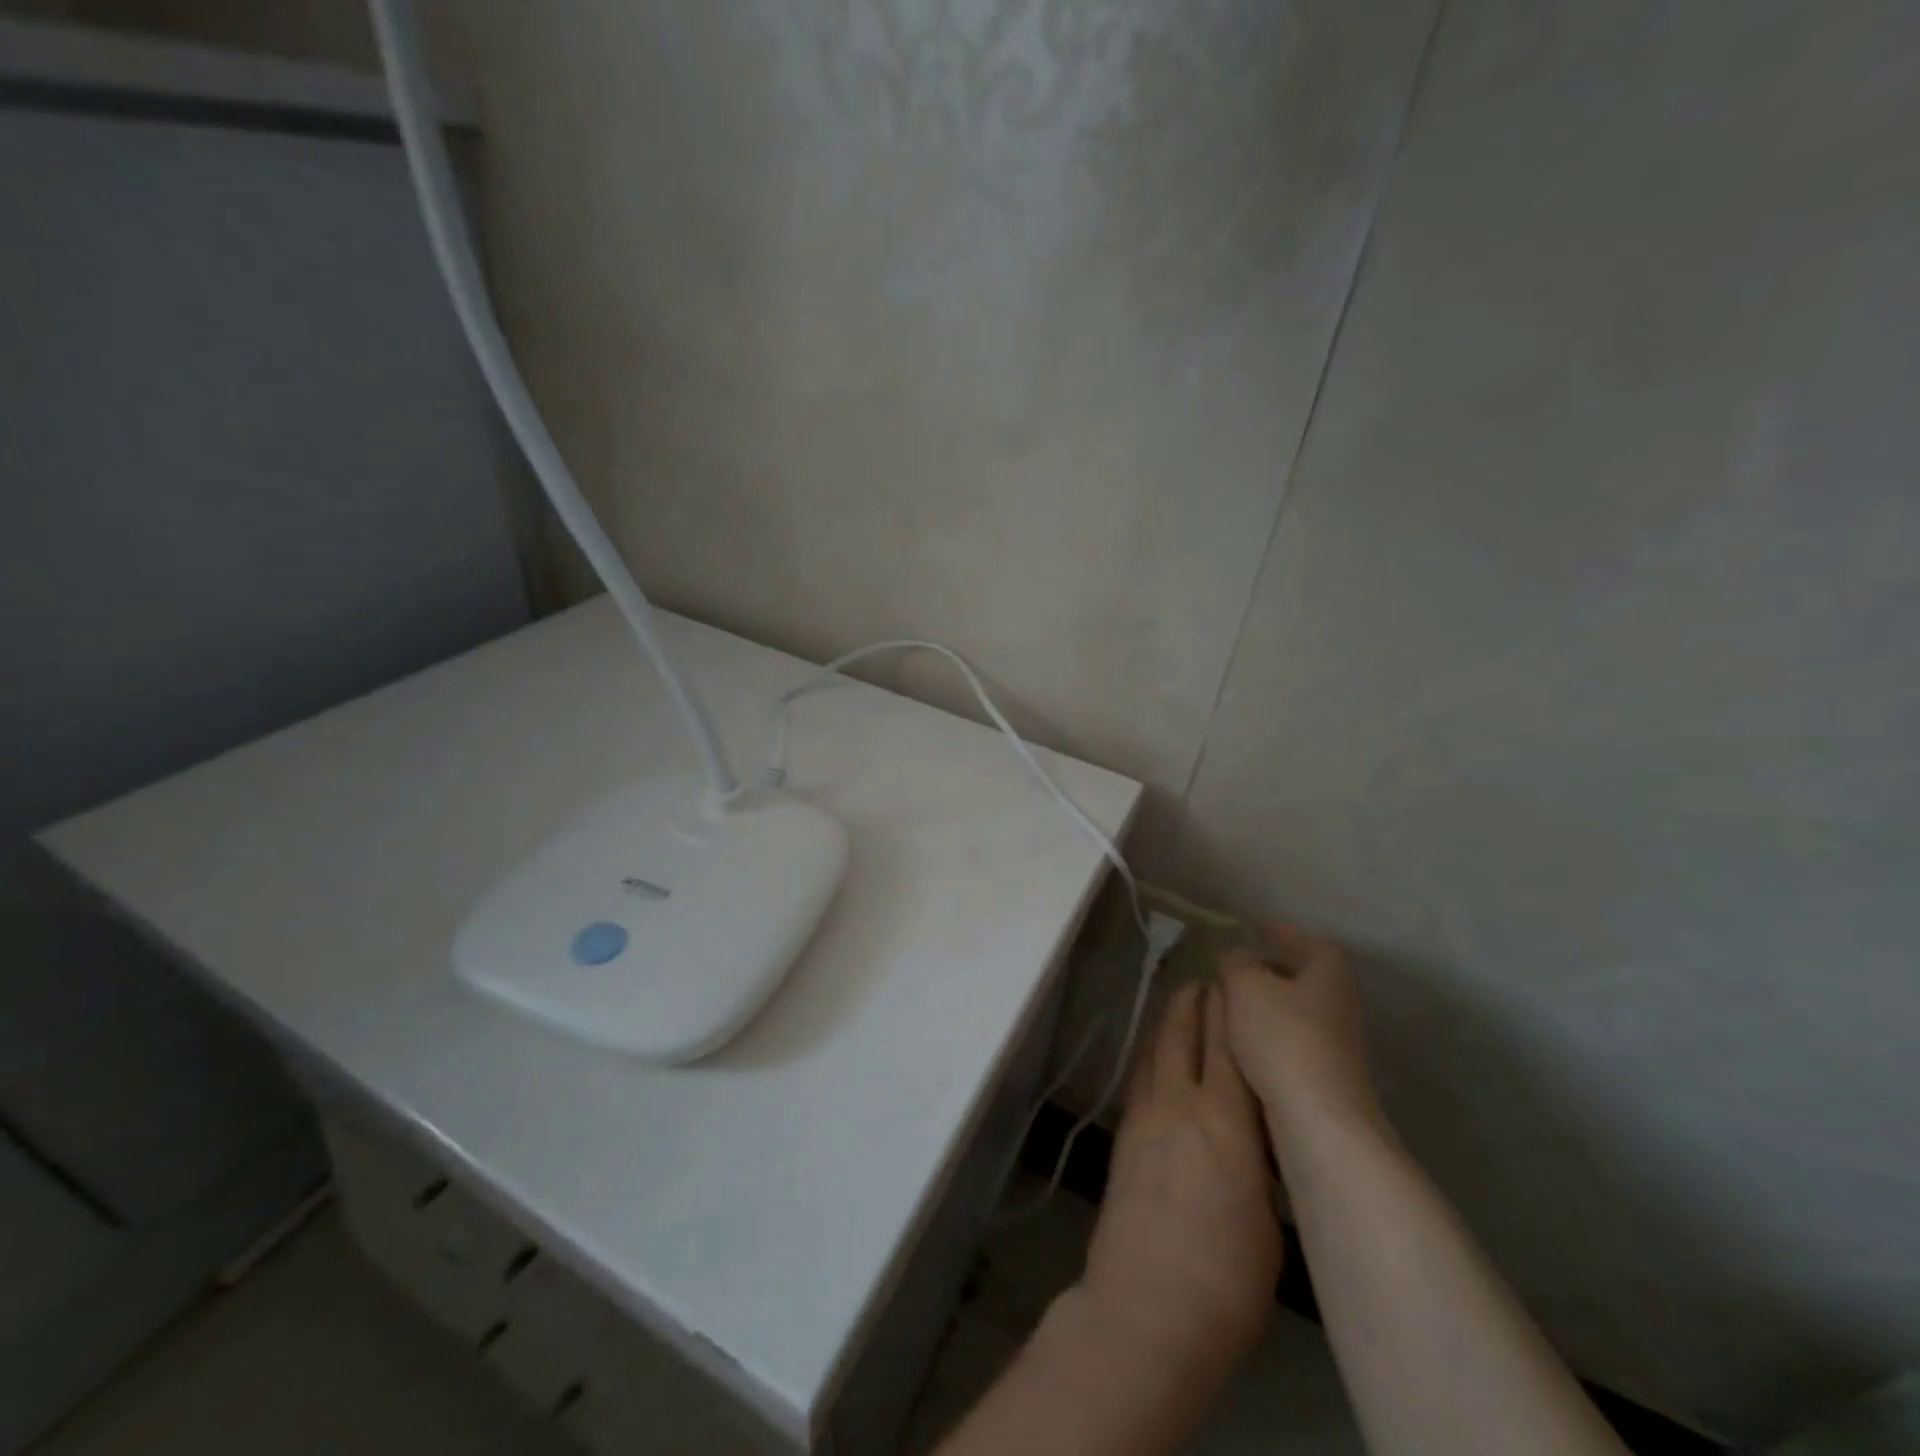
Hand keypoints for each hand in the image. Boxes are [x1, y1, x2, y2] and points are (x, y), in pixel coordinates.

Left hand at [1072, 981, 1280, 1399]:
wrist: (1147, 1305)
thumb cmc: (1227, 1278)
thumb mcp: (1269, 1216)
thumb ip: (1260, 1161)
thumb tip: (1253, 1135)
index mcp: (1227, 1121)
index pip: (1230, 1047)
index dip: (1231, 1010)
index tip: (1236, 982)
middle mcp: (1181, 1103)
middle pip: (1186, 1035)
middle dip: (1196, 1002)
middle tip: (1206, 978)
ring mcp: (1146, 1116)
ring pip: (1157, 1049)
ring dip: (1168, 1019)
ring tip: (1180, 1000)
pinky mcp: (1124, 1135)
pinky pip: (1141, 1075)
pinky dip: (1151, 1052)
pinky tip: (1155, 1051)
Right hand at [1219, 925, 1388, 1158]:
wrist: (1317, 1119)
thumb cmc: (1282, 1036)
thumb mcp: (1245, 986)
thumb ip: (1236, 963)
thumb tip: (1236, 957)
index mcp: (1329, 970)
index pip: (1310, 941)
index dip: (1283, 935)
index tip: (1256, 934)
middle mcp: (1341, 1002)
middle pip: (1304, 977)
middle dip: (1269, 972)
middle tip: (1232, 971)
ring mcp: (1337, 1043)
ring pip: (1296, 1012)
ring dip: (1266, 1008)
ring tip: (1228, 1008)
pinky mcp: (1326, 1077)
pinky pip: (1292, 1043)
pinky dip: (1268, 1038)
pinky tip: (1241, 1046)